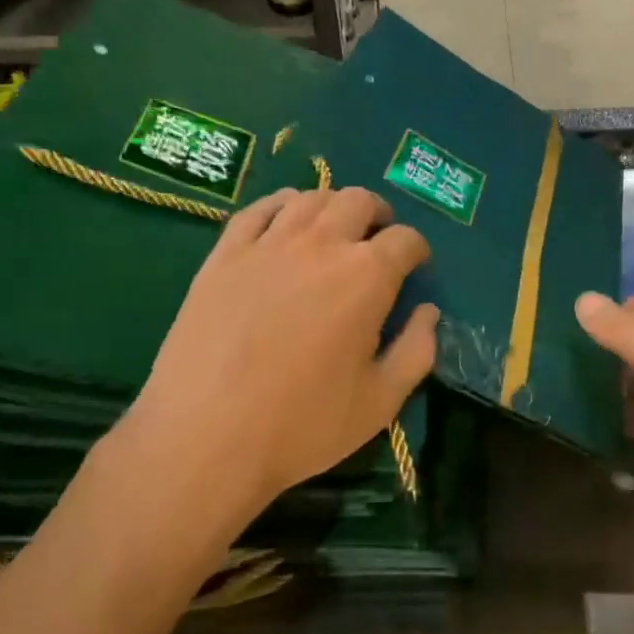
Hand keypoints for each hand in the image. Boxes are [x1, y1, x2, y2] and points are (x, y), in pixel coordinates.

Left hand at [124, 187, 438, 521]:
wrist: (205, 435)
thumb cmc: (302, 424)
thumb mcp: (380, 402)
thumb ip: (416, 351)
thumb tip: (428, 313)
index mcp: (367, 277)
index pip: (406, 240)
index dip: (417, 251)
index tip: (415, 268)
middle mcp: (321, 245)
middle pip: (358, 202)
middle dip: (378, 215)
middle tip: (377, 241)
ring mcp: (268, 244)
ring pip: (310, 198)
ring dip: (332, 206)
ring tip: (334, 229)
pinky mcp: (224, 254)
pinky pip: (257, 209)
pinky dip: (281, 205)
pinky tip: (284, 219)